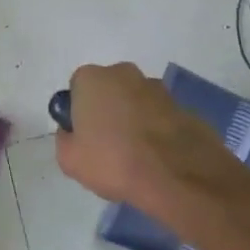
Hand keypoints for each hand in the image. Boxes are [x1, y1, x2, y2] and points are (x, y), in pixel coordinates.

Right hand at [54, 63, 239, 212]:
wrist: (176, 177)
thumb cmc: (113, 161)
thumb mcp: (69, 159)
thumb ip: (65, 139)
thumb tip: (73, 133)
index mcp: (92, 78)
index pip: (77, 88)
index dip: (79, 112)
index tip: (84, 137)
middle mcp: (125, 73)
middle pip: (109, 91)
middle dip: (108, 111)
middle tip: (107, 146)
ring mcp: (159, 88)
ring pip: (137, 102)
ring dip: (134, 120)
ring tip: (136, 156)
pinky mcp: (184, 107)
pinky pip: (161, 117)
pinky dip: (157, 131)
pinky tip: (158, 158)